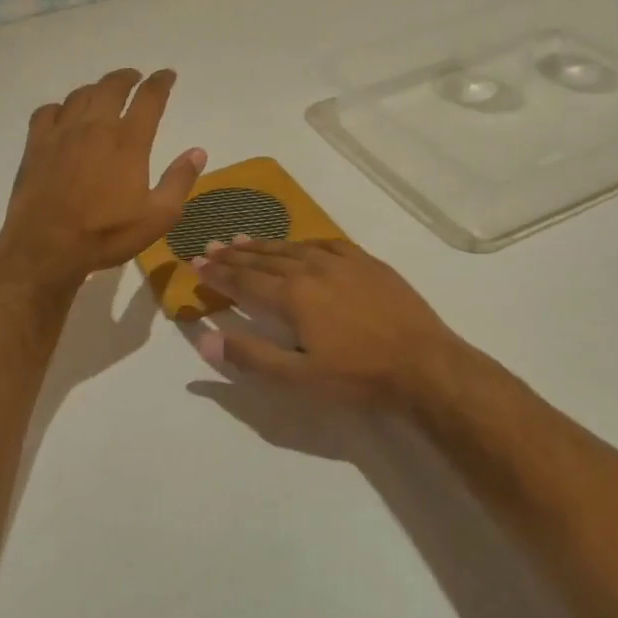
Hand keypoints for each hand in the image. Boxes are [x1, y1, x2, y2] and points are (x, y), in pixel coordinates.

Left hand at [0, 68, 205, 284]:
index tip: (167, 75)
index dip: (161, 82)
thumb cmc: (108, 234)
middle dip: (127, 78)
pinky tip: (64, 115)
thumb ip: (179, 180)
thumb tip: (198, 152)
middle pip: (112, 87)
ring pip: (81, 95)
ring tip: (104, 93)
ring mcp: (62, 133)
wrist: (46, 247)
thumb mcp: (159, 216)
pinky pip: (47, 111)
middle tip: (135, 78)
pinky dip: (60, 107)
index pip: (149, 98)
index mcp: (129, 141)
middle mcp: (96, 127)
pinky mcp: (36, 145)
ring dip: (96, 88)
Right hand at [191, 238, 472, 407]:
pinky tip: (300, 244)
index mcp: (292, 296)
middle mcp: (312, 269)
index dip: (218, 273)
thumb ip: (250, 356)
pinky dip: (305, 242)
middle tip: (211, 246)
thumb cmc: (357, 376)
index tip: (195, 263)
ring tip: (242, 239)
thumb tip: (204, 339)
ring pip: (294, 247)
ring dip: (265, 245)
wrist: (422, 363)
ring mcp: (343, 262)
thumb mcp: (298, 378)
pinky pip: (327, 243)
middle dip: (234, 255)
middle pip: (265, 259)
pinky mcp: (368, 262)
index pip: (244, 281)